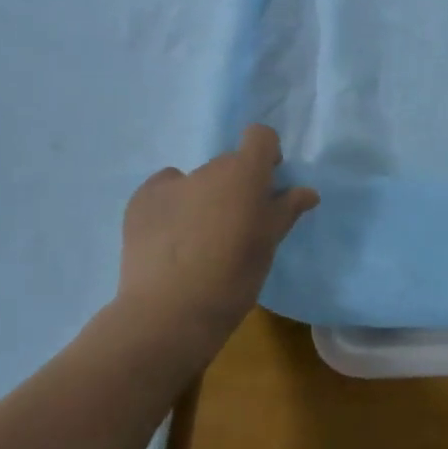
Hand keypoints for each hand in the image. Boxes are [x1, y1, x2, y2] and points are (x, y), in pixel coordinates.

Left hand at [113, 125, 318, 353]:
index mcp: (244, 173)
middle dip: (236, 186)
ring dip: (204, 198)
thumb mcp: (269, 244)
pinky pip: (164, 192)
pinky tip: (169, 239)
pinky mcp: (140, 201)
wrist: (169, 312)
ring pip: (197, 181)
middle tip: (237, 225)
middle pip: (229, 164)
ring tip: (198, 240)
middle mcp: (208, 169)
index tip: (268, 186)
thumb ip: (287, 210)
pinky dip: (171, 206)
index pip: (260, 136)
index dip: (266, 155)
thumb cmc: (233, 277)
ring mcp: (171, 183)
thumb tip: (307, 192)